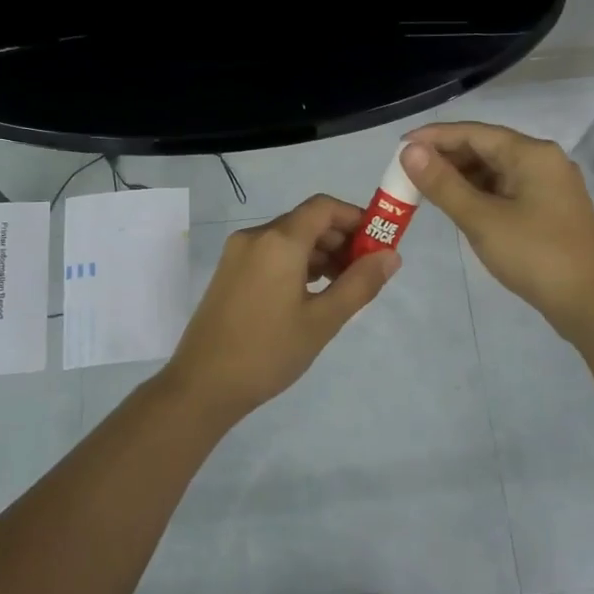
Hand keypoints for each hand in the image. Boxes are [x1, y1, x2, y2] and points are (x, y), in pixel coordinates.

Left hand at [158, 194, 399, 423]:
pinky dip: (297, 263)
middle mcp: (255, 237)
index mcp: (278, 241)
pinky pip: (271, 254)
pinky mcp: (229, 273)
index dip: (356, 218)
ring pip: (289, 238)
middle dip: (341, 239)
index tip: (378, 244)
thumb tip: (391, 256)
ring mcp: (238, 254)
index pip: (324, 207)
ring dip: (320, 253)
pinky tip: (311, 292)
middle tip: (365, 272)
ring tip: (342, 287)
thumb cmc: (268, 352)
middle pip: (307, 221)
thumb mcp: (322, 320)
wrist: (202, 385)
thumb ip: (360, 284)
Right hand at [401, 123, 593, 340]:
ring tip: (427, 189)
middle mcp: (544, 160)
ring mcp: (550, 186)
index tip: (399, 146)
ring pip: (497, 170)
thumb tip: (410, 151)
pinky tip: (460, 205)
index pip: (474, 132)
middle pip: (487, 147)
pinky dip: (480, 193)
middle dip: (446, 157)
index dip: (434, 137)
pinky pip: (508, 189)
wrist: (591, 302)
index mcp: (531, 154)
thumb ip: (444, 184)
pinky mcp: (550, 209)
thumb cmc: (535, 255)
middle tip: (408, 172)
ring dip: (462, 176)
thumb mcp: (482, 219)